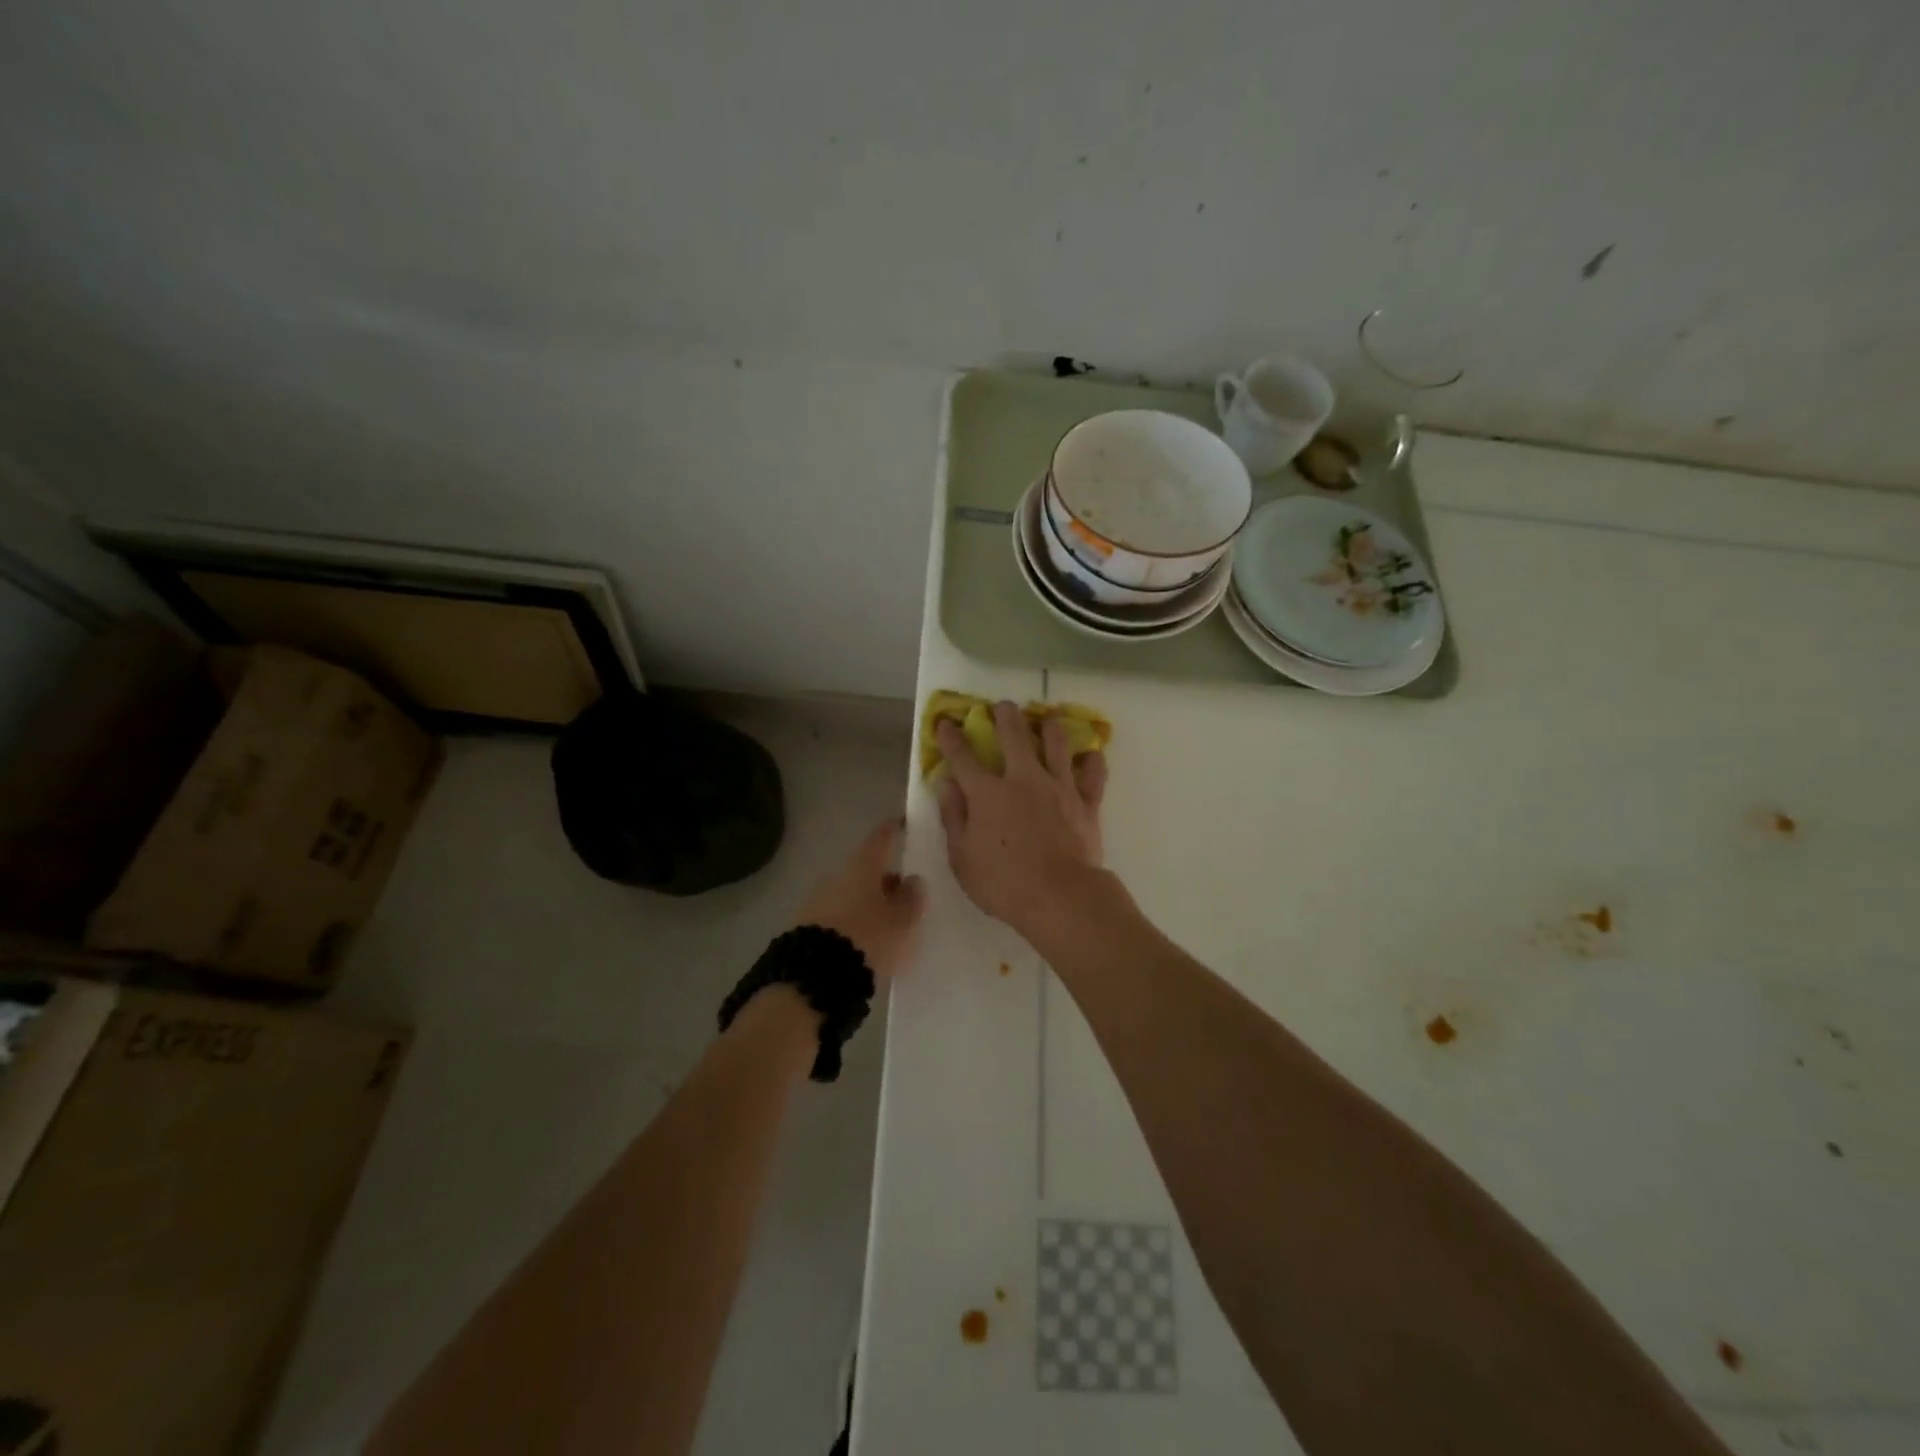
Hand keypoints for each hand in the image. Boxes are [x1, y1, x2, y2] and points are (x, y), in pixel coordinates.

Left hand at [795, 818, 925, 980]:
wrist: (815, 977)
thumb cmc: (869, 937)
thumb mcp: (903, 921)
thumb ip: (912, 898)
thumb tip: (912, 880)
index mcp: (862, 866)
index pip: (881, 838)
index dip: (894, 830)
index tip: (904, 825)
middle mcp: (836, 875)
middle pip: (865, 869)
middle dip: (884, 878)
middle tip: (904, 892)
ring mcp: (817, 900)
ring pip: (850, 893)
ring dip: (868, 902)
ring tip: (887, 923)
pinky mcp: (806, 926)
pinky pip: (837, 915)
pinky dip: (853, 921)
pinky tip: (864, 940)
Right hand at [934, 701, 1108, 935]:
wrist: (1061, 897)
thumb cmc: (1003, 884)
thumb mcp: (962, 858)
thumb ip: (954, 818)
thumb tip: (947, 785)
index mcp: (987, 794)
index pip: (963, 757)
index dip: (951, 738)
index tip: (945, 723)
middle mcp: (1023, 779)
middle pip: (1013, 735)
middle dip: (1005, 715)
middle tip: (1003, 706)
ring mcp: (1058, 787)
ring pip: (1056, 744)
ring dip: (1049, 728)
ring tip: (1047, 720)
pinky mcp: (1086, 802)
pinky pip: (1093, 774)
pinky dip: (1092, 761)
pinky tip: (1090, 755)